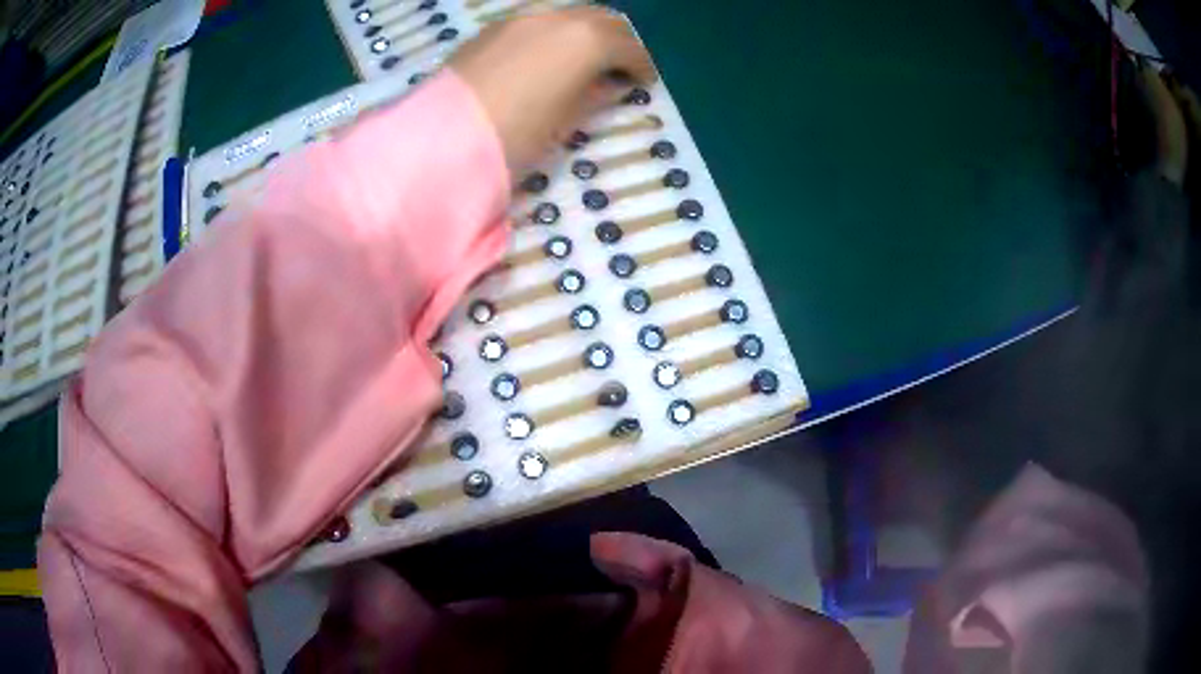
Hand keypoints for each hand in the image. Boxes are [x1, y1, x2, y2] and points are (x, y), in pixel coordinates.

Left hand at [449, 6, 657, 173]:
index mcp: (587, 41)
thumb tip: (608, 85)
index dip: (642, 66)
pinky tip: (549, 53)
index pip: (630, 48)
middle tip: (620, 65)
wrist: (442, 136)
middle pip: (603, 20)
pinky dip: (555, 31)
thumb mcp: (566, 120)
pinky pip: (539, 20)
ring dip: (586, 31)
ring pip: (570, 14)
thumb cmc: (516, 134)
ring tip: (585, 57)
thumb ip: (594, 95)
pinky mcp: (495, 26)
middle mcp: (559, 18)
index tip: (645, 81)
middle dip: (618, 41)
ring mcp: (523, 17)